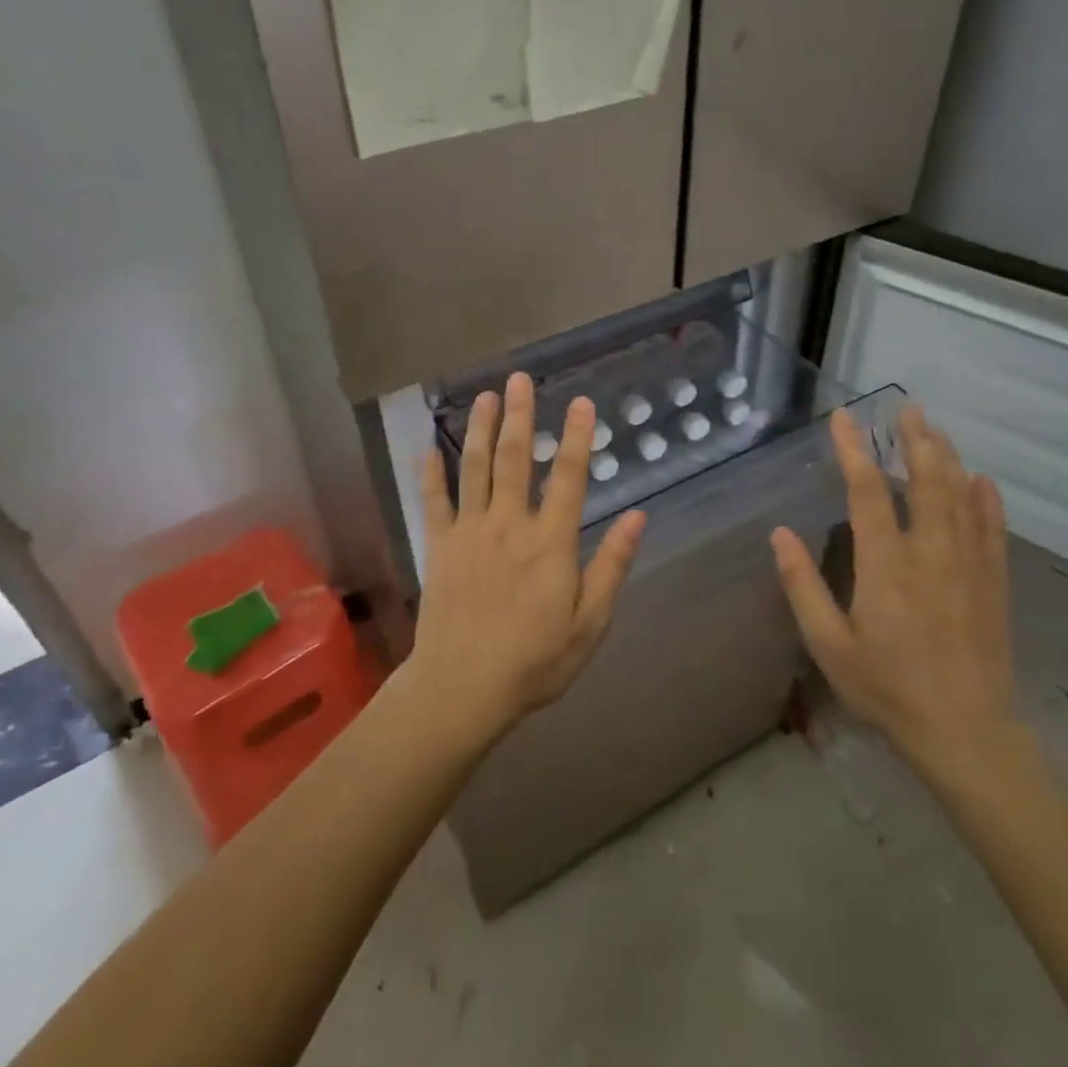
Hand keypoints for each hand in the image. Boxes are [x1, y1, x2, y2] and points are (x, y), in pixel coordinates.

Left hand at [408, 373, 645, 740]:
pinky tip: (430, 448)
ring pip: (476, 469)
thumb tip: (638, 517)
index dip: (578, 437)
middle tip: (520, 379)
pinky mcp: (439, 547)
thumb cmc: (535, 660)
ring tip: (485, 396)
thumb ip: (612, 566)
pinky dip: (431, 473)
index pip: (570, 477)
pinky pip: (433, 502)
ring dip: (482, 430)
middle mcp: (510, 525)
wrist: (463, 687)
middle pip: (517, 459)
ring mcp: (470, 532)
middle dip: (521, 415)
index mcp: (551, 542)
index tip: (582, 402)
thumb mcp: (590, 622)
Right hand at [771, 402, 1028, 789]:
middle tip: (905, 408)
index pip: (867, 491)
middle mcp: (930, 554)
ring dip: (947, 457)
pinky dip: (986, 499)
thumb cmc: (887, 689)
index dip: (854, 450)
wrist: (966, 733)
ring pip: (961, 496)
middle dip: (914, 439)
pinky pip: (992, 529)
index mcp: (886, 565)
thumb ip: (802, 586)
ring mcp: (968, 566)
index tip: (844, 419)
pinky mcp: (994, 584)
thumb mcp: (829, 644)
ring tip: (934, 429)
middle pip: (925, 480)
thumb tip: (779, 534)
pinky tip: (982, 478)